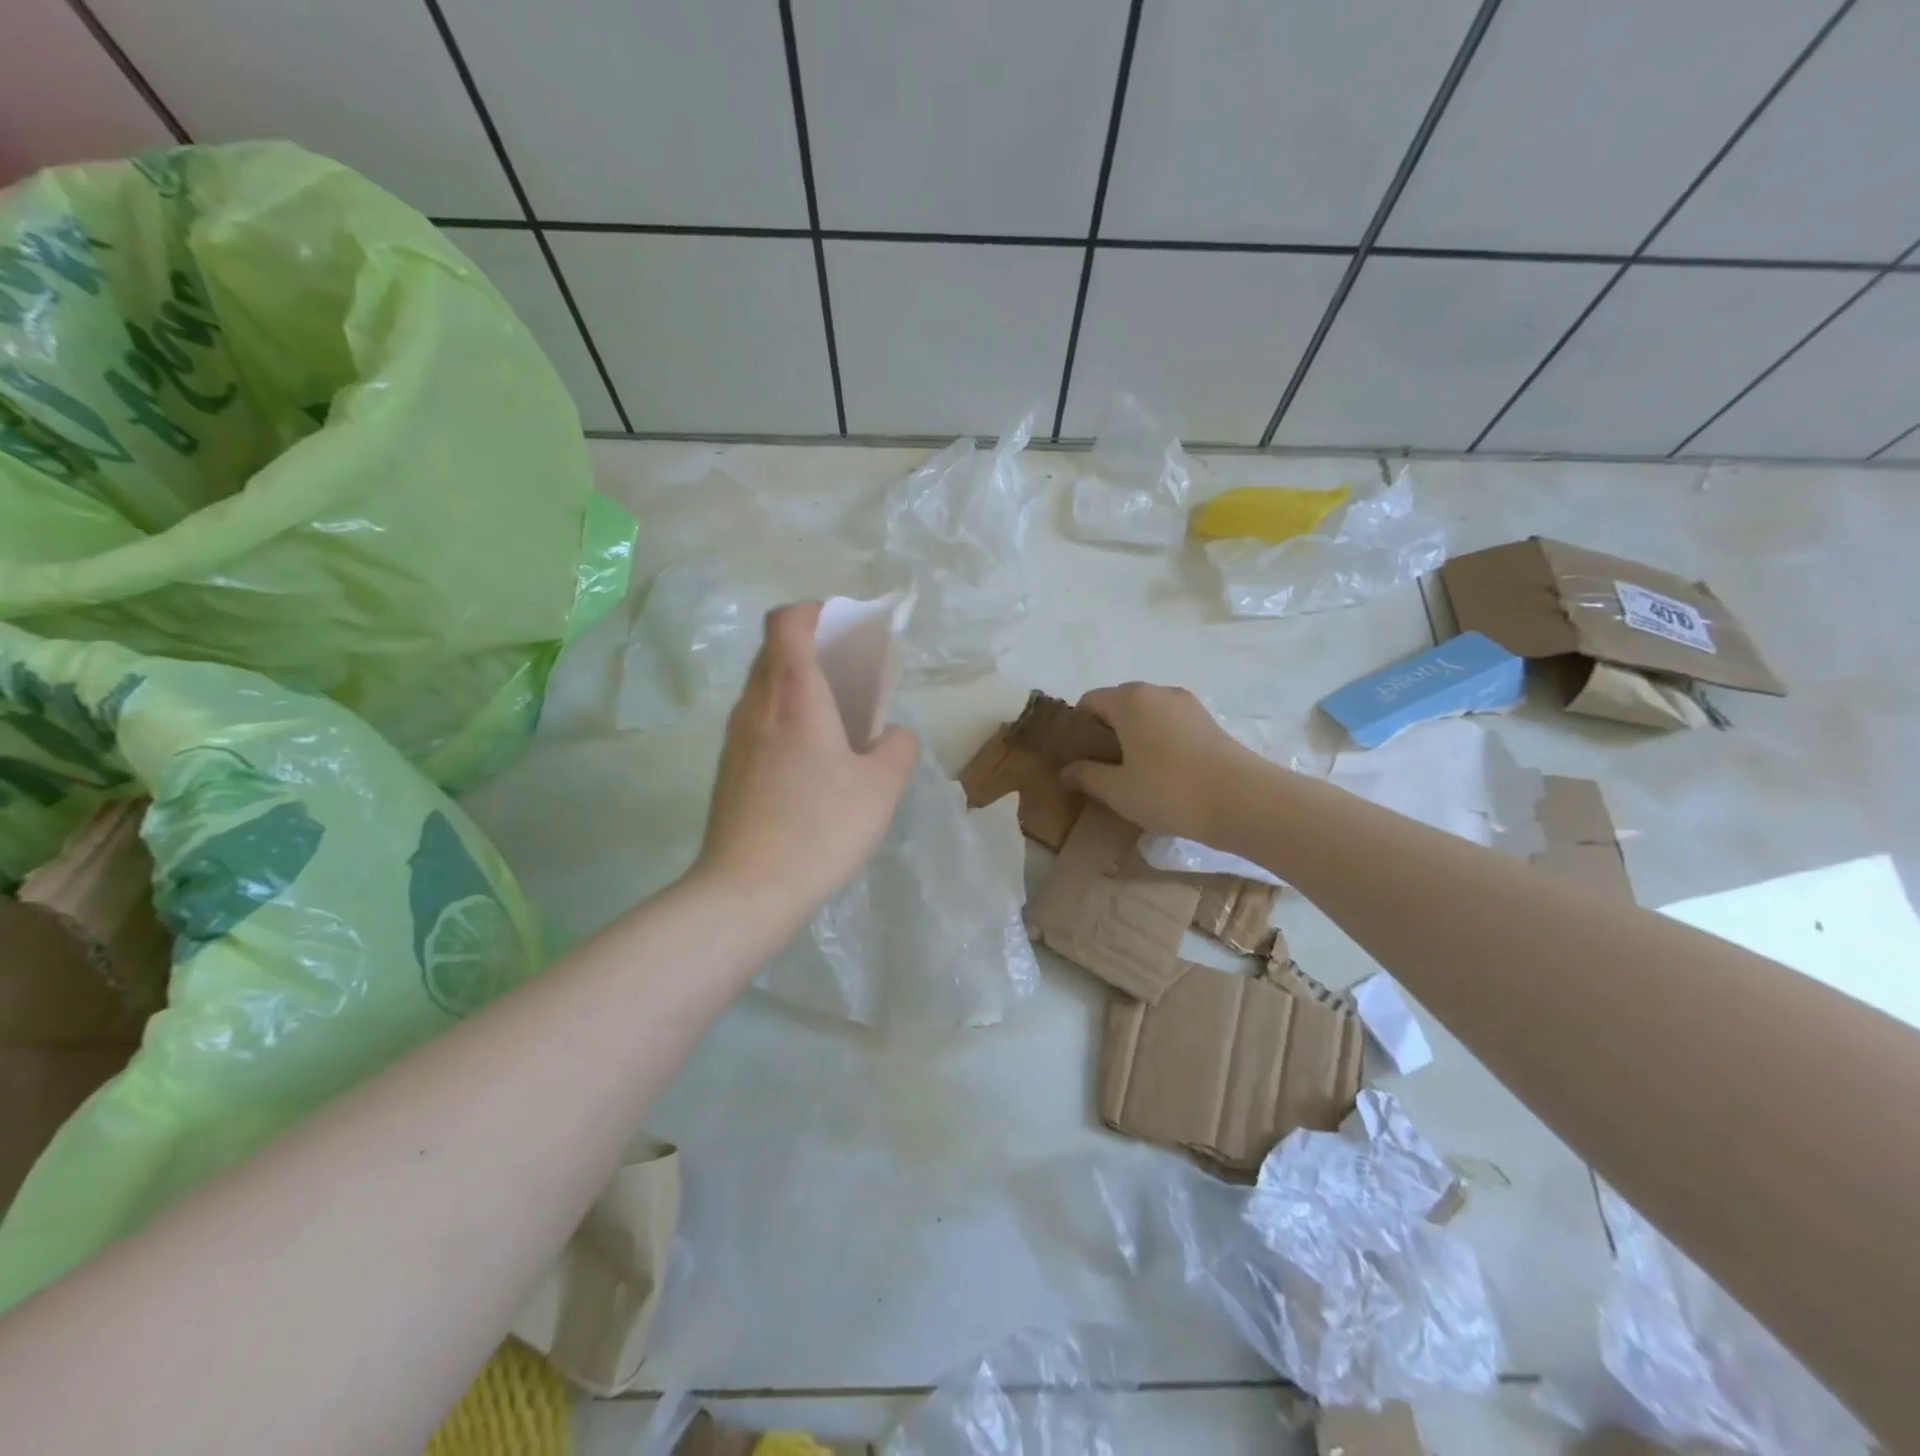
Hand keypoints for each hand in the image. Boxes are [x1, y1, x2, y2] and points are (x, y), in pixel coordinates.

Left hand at [694, 603, 918, 920]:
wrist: (747, 889)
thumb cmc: (820, 828)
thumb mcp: (882, 788)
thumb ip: (898, 748)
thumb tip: (890, 736)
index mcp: (793, 695)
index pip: (787, 621)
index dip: (814, 611)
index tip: (845, 628)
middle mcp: (756, 705)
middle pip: (775, 650)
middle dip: (813, 648)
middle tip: (851, 675)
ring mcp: (736, 737)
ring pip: (765, 687)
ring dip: (799, 686)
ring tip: (837, 720)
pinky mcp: (728, 767)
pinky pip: (758, 720)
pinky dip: (785, 717)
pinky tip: (811, 761)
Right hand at [1062, 682, 1264, 842]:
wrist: (1244, 801)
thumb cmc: (1169, 791)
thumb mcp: (1118, 790)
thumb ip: (1087, 776)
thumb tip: (1067, 770)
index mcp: (1129, 700)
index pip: (1089, 702)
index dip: (1078, 729)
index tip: (1078, 760)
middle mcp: (1157, 692)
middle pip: (1118, 705)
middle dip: (1105, 733)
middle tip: (1101, 770)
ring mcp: (1187, 704)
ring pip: (1146, 715)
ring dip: (1133, 737)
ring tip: (1133, 774)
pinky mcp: (1208, 721)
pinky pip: (1169, 724)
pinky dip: (1158, 741)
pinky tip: (1162, 773)